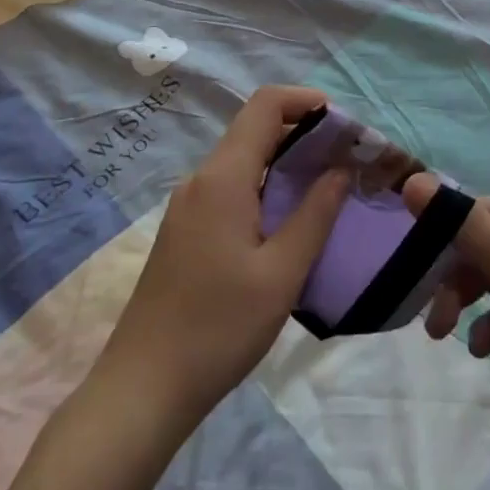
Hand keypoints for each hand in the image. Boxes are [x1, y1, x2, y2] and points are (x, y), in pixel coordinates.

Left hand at [94, 86, 350, 429]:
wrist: (142, 389)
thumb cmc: (218, 329)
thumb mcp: (281, 274)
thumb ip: (315, 215)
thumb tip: (340, 169)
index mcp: (223, 178)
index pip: (265, 105)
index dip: (306, 100)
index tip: (343, 124)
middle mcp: (201, 180)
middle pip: (255, 130)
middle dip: (304, 134)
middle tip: (347, 160)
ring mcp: (188, 206)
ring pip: (243, 161)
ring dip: (285, 164)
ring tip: (327, 191)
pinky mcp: (185, 231)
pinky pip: (231, 188)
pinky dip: (265, 188)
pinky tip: (288, 223)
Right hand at [401, 176, 489, 463]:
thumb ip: (461, 223)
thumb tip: (412, 180)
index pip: (476, 212)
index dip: (444, 238)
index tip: (415, 269)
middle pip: (481, 248)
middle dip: (453, 278)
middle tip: (433, 317)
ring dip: (465, 303)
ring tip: (445, 334)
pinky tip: (482, 350)